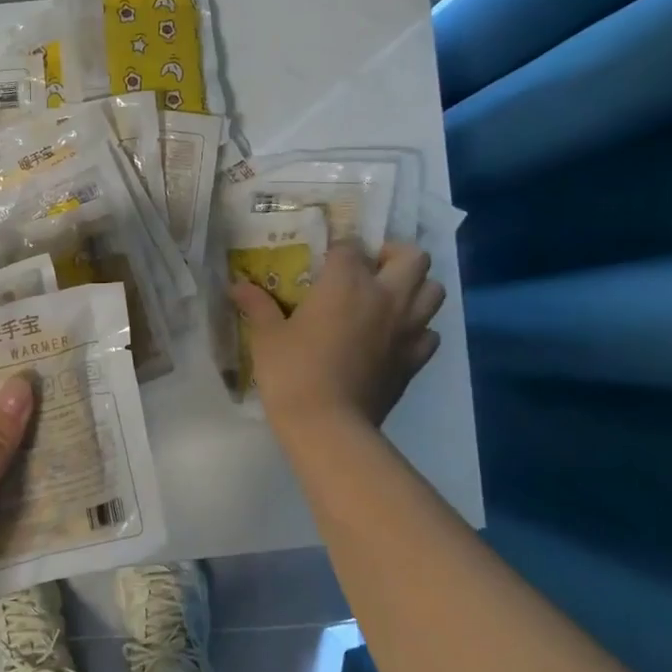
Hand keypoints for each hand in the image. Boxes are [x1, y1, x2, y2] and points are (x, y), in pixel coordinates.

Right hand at [231, 240, 443, 435]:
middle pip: (412, 256)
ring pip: (434, 290)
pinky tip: (395, 338)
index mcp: (346, 283)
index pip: (351, 247)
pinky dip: (418, 329)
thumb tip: (236, 286)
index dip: (338, 251)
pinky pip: (430, 332)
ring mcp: (407, 328)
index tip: (323, 264)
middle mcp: (385, 296)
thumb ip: (257, 305)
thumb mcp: (266, 336)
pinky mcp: (415, 359)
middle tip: (370, 271)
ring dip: (415, 288)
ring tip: (389, 300)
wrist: (328, 424)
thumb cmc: (292, 373)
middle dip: (393, 255)